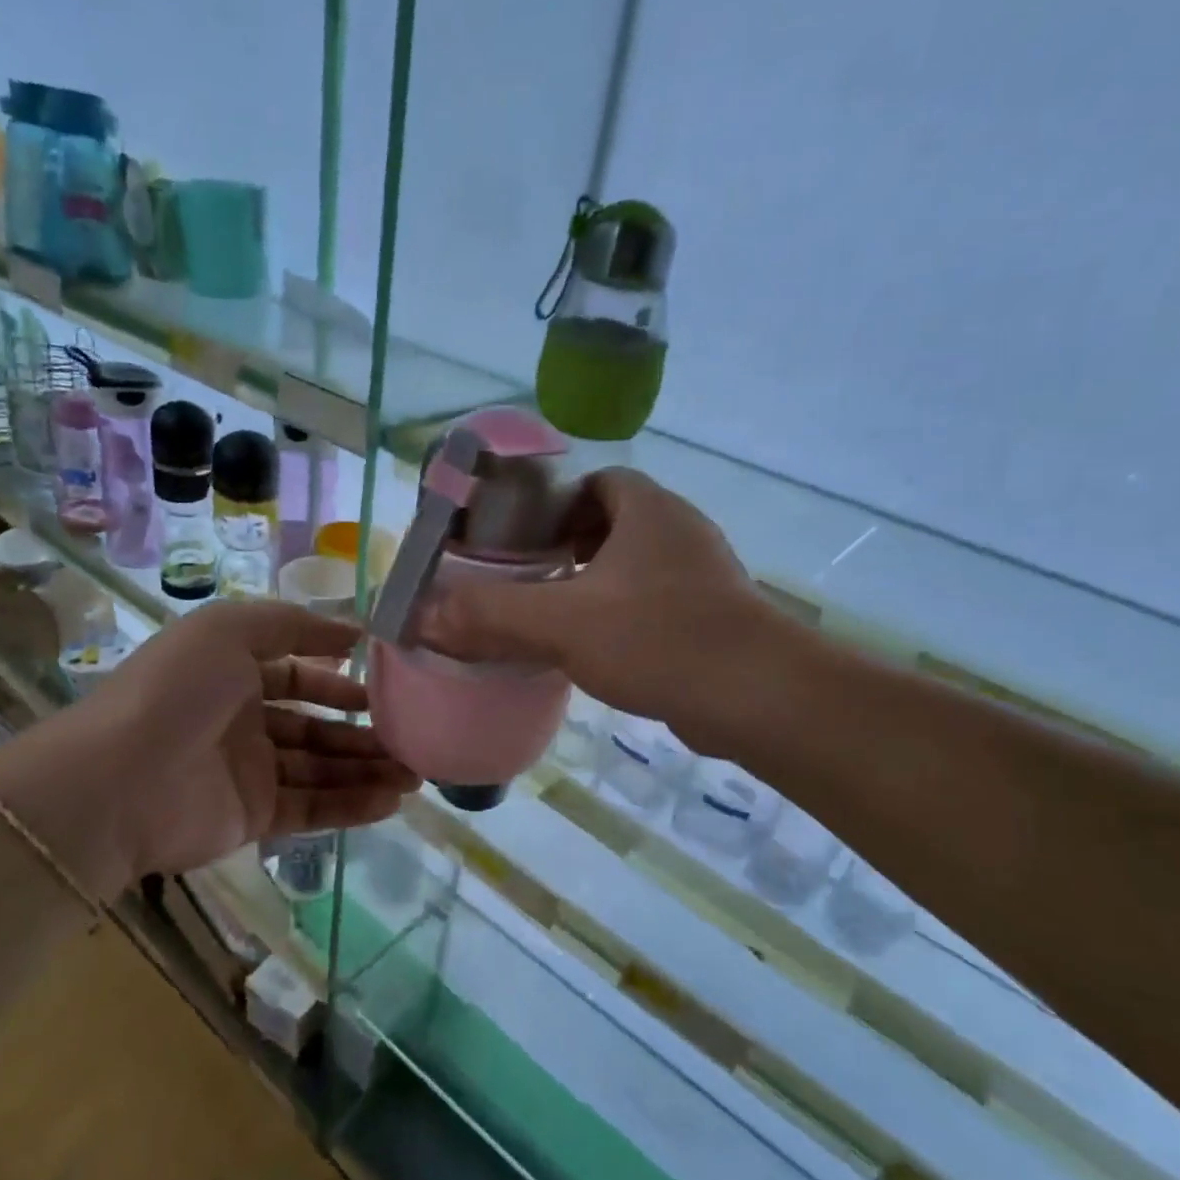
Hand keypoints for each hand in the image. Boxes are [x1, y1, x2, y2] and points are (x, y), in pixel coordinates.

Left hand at [0, 602, 418, 897]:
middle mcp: (243, 722)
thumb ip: (293, 624)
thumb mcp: (230, 629)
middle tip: (415, 737)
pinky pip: (313, 809)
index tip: (391, 683)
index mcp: (232, 675)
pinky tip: (392, 800)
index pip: (299, 676)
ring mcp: (249, 773)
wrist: (117, 782)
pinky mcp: (253, 818)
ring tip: (417, 774)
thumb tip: (354, 633)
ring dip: (368, 770)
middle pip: (317, 727)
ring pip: (322, 769)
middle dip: (365, 731)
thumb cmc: (177, 691)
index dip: (341, 680)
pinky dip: (352, 805)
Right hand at [421, 468, 769, 756]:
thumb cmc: (658, 638)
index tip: (519, 538)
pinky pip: (654, 603)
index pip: (594, 482)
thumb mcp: (562, 623)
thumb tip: (423, 616)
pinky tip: (596, 650)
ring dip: (595, 585)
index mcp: (647, 509)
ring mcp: (701, 575)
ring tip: (551, 616)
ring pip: (634, 567)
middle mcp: (678, 531)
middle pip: (611, 523)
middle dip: (568, 547)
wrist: (757, 697)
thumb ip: (490, 615)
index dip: (553, 503)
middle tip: (526, 579)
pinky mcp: (712, 617)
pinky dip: (622, 616)